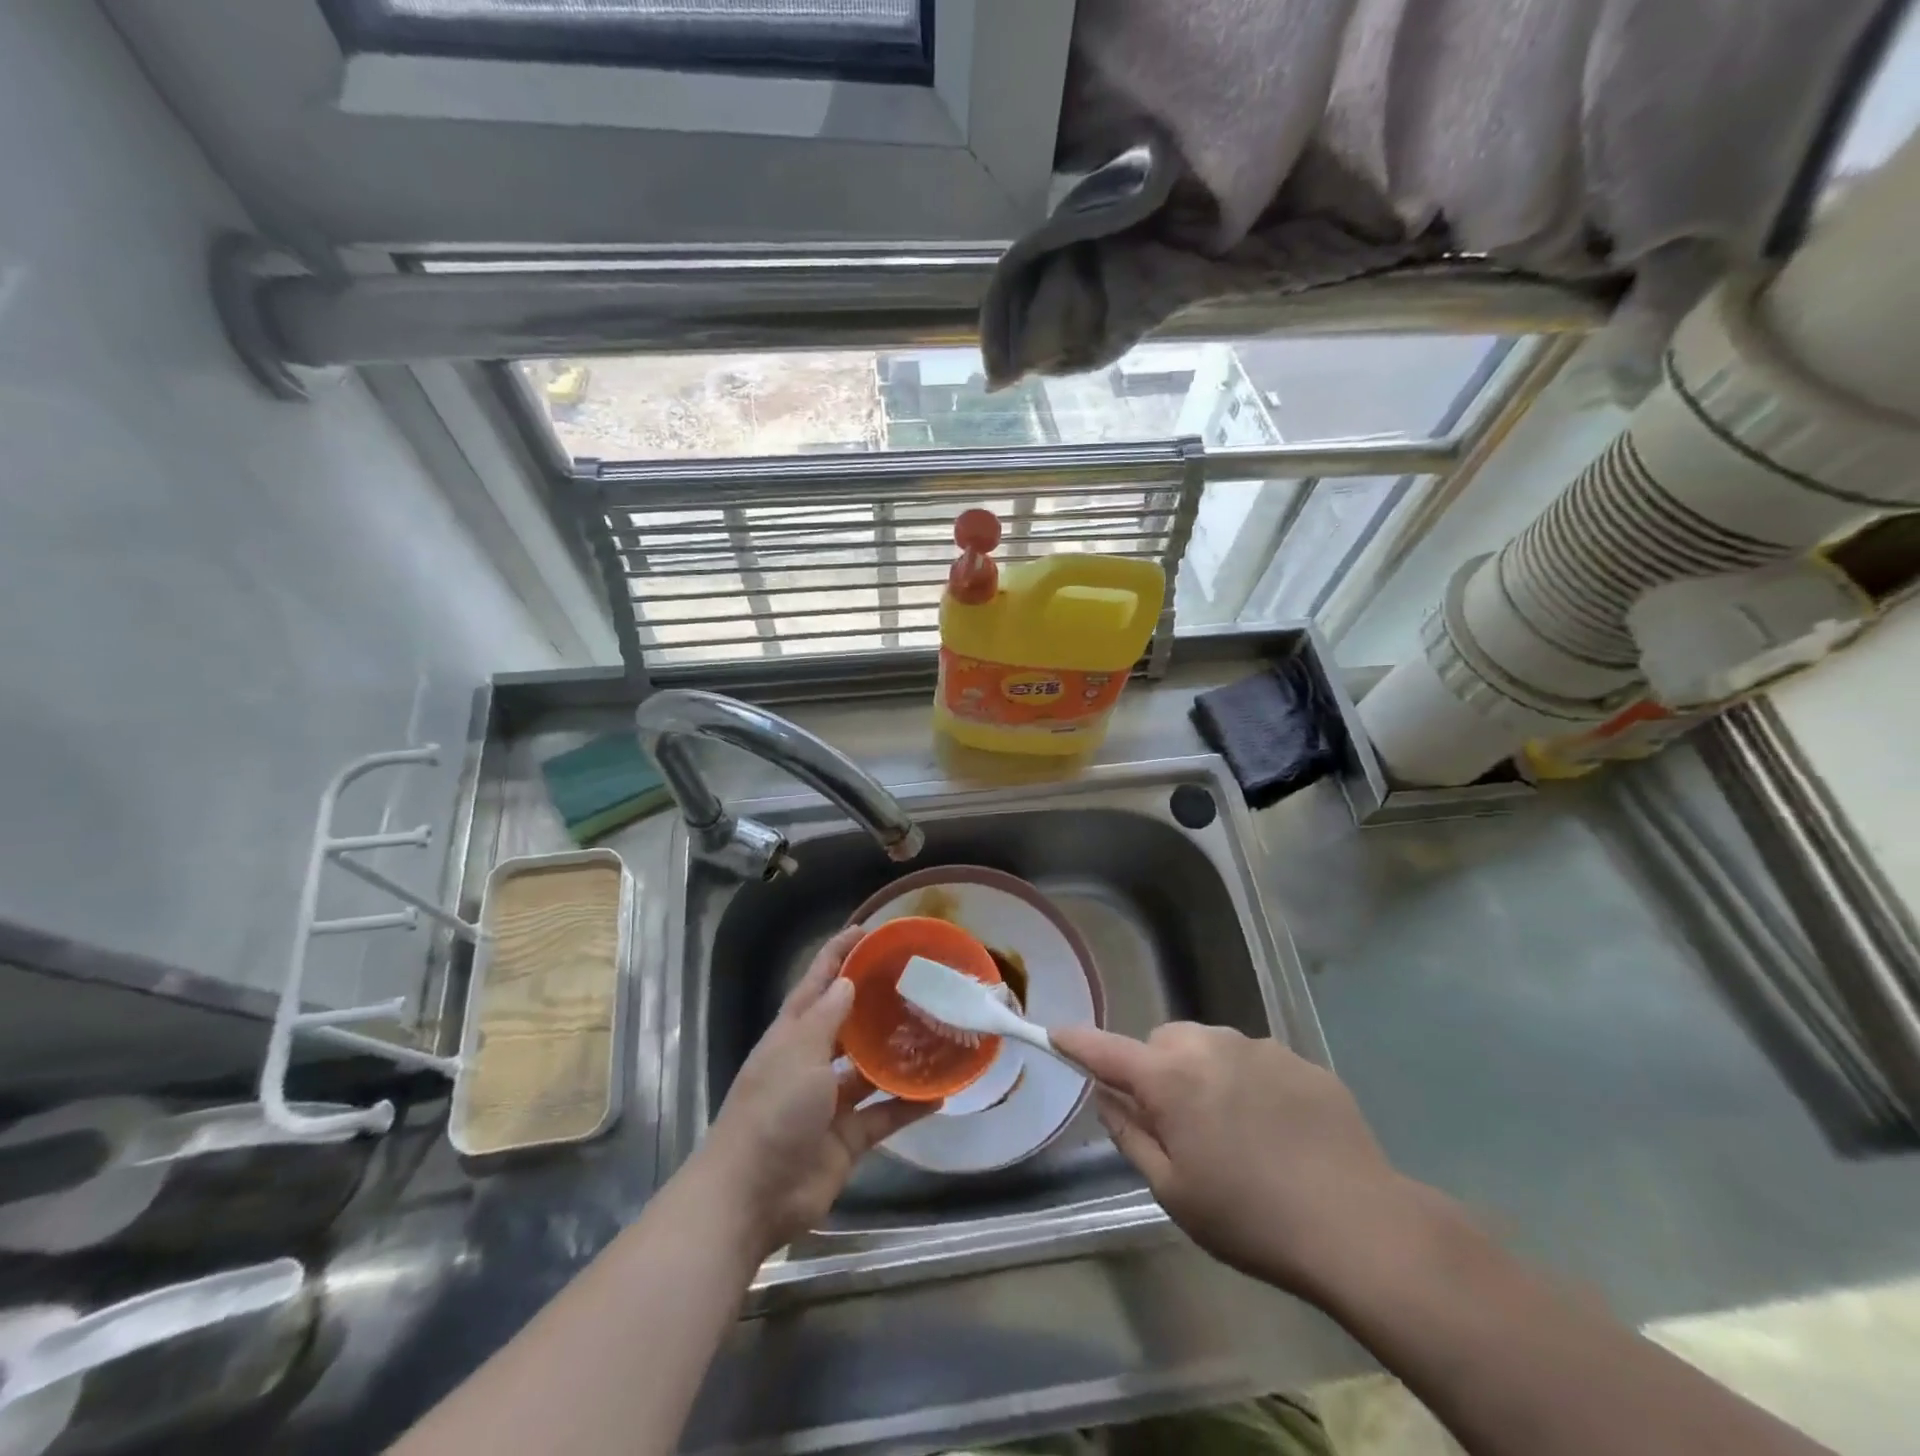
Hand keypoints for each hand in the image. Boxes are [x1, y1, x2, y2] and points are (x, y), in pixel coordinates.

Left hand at [694, 927, 935, 1257]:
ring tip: (936, 1032)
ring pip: (870, 1070)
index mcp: (793, 1035)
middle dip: (875, 1002)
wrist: (751, 1197)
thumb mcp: (798, 1053)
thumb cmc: (772, 1111)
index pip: (817, 983)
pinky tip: (940, 1093)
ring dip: (898, 1054)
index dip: (837, 955)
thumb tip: (846, 981)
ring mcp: (830, 1102)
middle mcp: (812, 1062)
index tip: (866, 931)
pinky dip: (909, 1105)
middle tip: (917, 980)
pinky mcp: (848, 1138)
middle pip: (847, 1023)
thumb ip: (826, 1017)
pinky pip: (884, 1115)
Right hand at [1053, 1022, 1435, 1302]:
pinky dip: (1248, 1080)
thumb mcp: (1174, 1191)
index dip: (1077, 1042)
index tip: (1055, 1033)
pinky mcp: (1299, 1059)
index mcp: (1170, 1078)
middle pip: (1163, 1042)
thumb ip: (1130, 1134)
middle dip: (1158, 1071)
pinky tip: (1276, 1128)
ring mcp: (1259, 1047)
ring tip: (1233, 1128)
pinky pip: (1254, 1058)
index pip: (1107, 1050)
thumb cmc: (1250, 1217)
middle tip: (1178, 1123)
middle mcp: (1209, 1045)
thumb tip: (1106, 1096)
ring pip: (1209, 1045)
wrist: (1357, 1224)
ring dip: (1203, 1071)